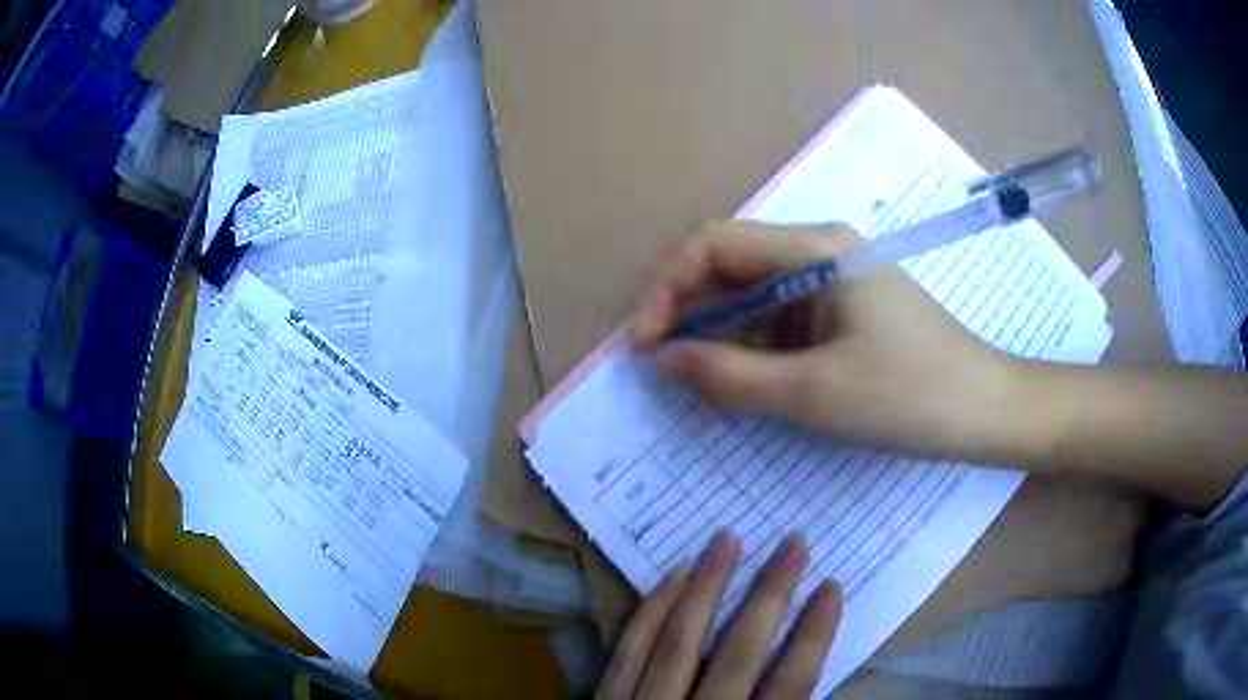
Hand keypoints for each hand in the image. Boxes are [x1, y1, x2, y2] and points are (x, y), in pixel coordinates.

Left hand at [597, 532, 841, 699]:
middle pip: (736, 654)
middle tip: (793, 543)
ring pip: (676, 642)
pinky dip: (650, 612)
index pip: (788, 685)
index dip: (814, 636)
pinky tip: (671, 579)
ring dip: (706, 588)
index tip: (833, 587)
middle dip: (769, 596)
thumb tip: (805, 671)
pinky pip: (626, 650)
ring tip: (728, 540)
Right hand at [633, 220, 1012, 459]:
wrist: (983, 411)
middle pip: (729, 267)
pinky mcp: (840, 310)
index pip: (714, 244)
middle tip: (666, 371)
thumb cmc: (909, 396)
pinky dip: (752, 350)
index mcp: (815, 248)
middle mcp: (818, 251)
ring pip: (752, 298)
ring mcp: (831, 280)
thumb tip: (661, 361)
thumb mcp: (813, 394)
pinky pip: (779, 321)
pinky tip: (745, 384)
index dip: (667, 289)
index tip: (644, 345)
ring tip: (703, 387)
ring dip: (720, 338)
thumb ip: (729, 377)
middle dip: (690, 315)